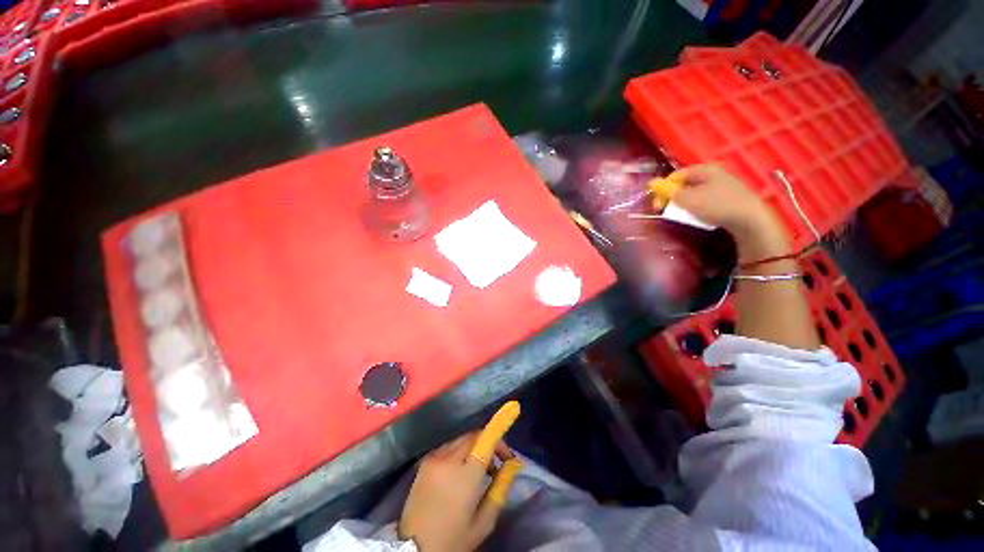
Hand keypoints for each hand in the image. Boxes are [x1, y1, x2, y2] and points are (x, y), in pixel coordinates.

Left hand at [399, 405, 521, 551]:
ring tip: (482, 467)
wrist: (411, 551)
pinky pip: (448, 447)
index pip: (485, 440)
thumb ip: (499, 490)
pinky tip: (462, 469)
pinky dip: (460, 450)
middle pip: (474, 435)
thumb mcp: (483, 523)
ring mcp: (433, 458)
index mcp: (464, 476)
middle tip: (499, 460)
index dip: (499, 424)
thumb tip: (512, 465)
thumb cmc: (452, 540)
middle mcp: (448, 460)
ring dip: (475, 445)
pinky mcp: (424, 462)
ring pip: (461, 439)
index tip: (513, 413)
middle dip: (489, 441)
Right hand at [670, 164, 790, 261]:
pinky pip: (706, 199)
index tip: (658, 203)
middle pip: (685, 184)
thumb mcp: (687, 199)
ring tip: (684, 214)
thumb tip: (651, 182)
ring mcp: (723, 185)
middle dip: (674, 197)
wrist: (750, 219)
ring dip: (685, 203)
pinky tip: (699, 216)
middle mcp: (714, 173)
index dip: (664, 188)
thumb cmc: (716, 206)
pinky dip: (698, 207)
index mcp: (704, 169)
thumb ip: (668, 191)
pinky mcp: (729, 197)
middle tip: (669, 210)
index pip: (676, 175)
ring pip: (695, 192)